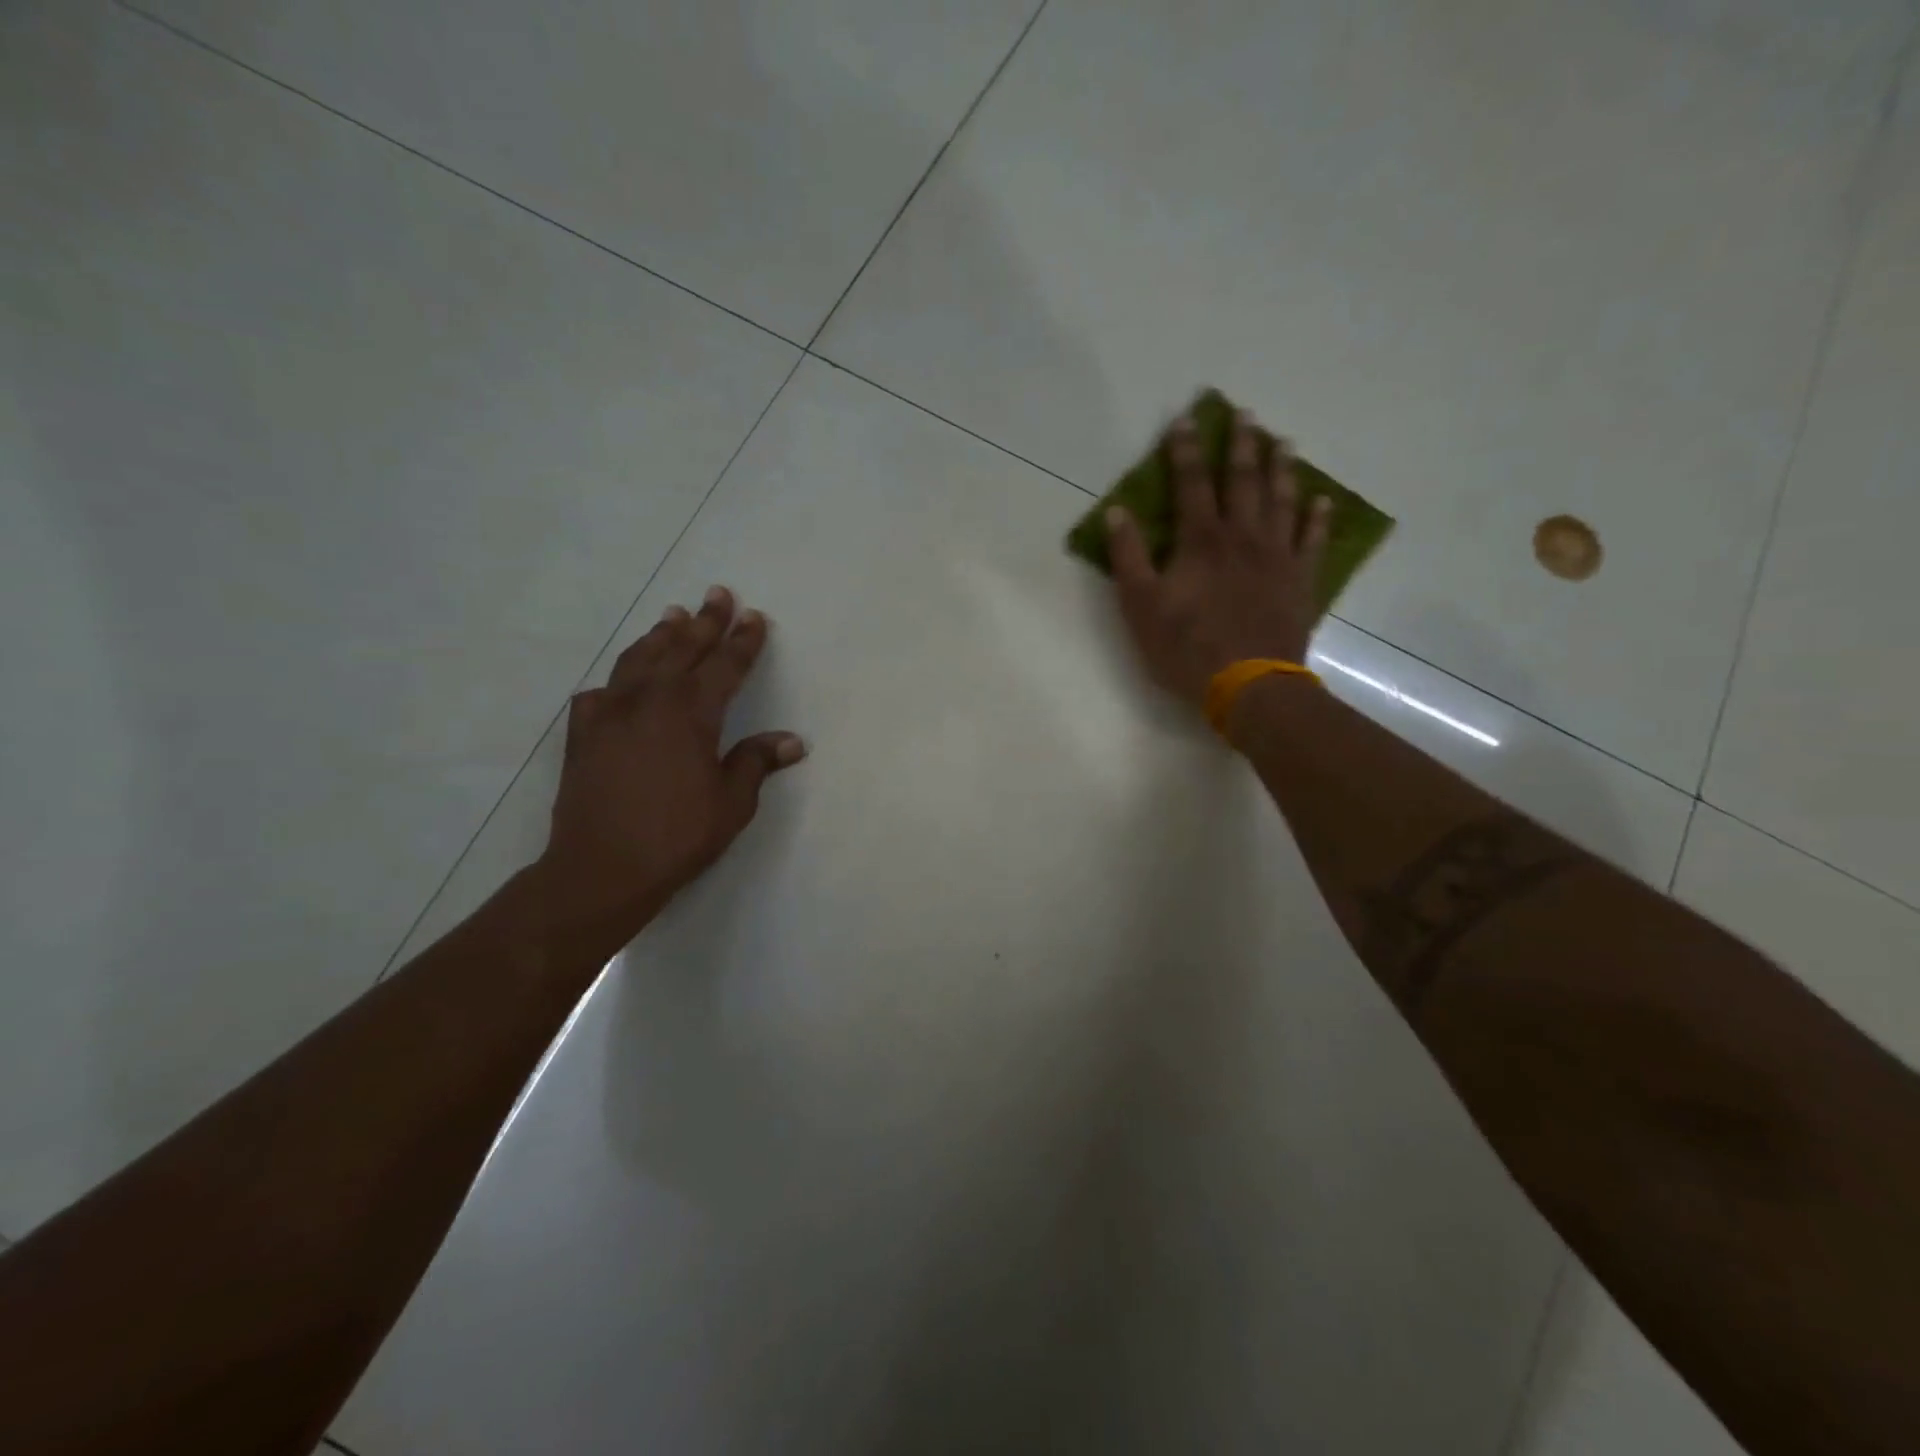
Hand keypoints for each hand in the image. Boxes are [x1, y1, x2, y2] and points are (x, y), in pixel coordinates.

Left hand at [535, 586, 805, 945]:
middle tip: (718, 594)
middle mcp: (649, 700)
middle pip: (682, 649)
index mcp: (691, 713)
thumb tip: (792, 740)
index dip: (743, 641)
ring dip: (661, 636)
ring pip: (638, 660)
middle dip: (705, 621)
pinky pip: (601, 693)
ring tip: (674, 616)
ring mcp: (609, 714)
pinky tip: (620, 682)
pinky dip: (616, 680)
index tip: (755, 617)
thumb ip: (757, 762)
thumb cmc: (677, 836)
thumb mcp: (731, 803)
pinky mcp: (583, 734)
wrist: (600, 869)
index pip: (725, 666)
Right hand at [1108, 409, 1329, 708]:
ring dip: (1282, 469)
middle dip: (1241, 444)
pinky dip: (1318, 519)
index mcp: (1201, 540)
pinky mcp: (1300, 582)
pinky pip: (1312, 541)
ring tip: (1284, 442)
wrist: (1248, 684)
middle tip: (1246, 413)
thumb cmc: (1186, 647)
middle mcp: (1243, 537)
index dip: (1185, 450)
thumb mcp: (1141, 606)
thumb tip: (1117, 512)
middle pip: (1243, 481)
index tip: (1184, 419)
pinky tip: (1322, 501)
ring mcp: (1277, 557)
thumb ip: (1128, 557)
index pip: (1191, 483)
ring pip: (1282, 502)